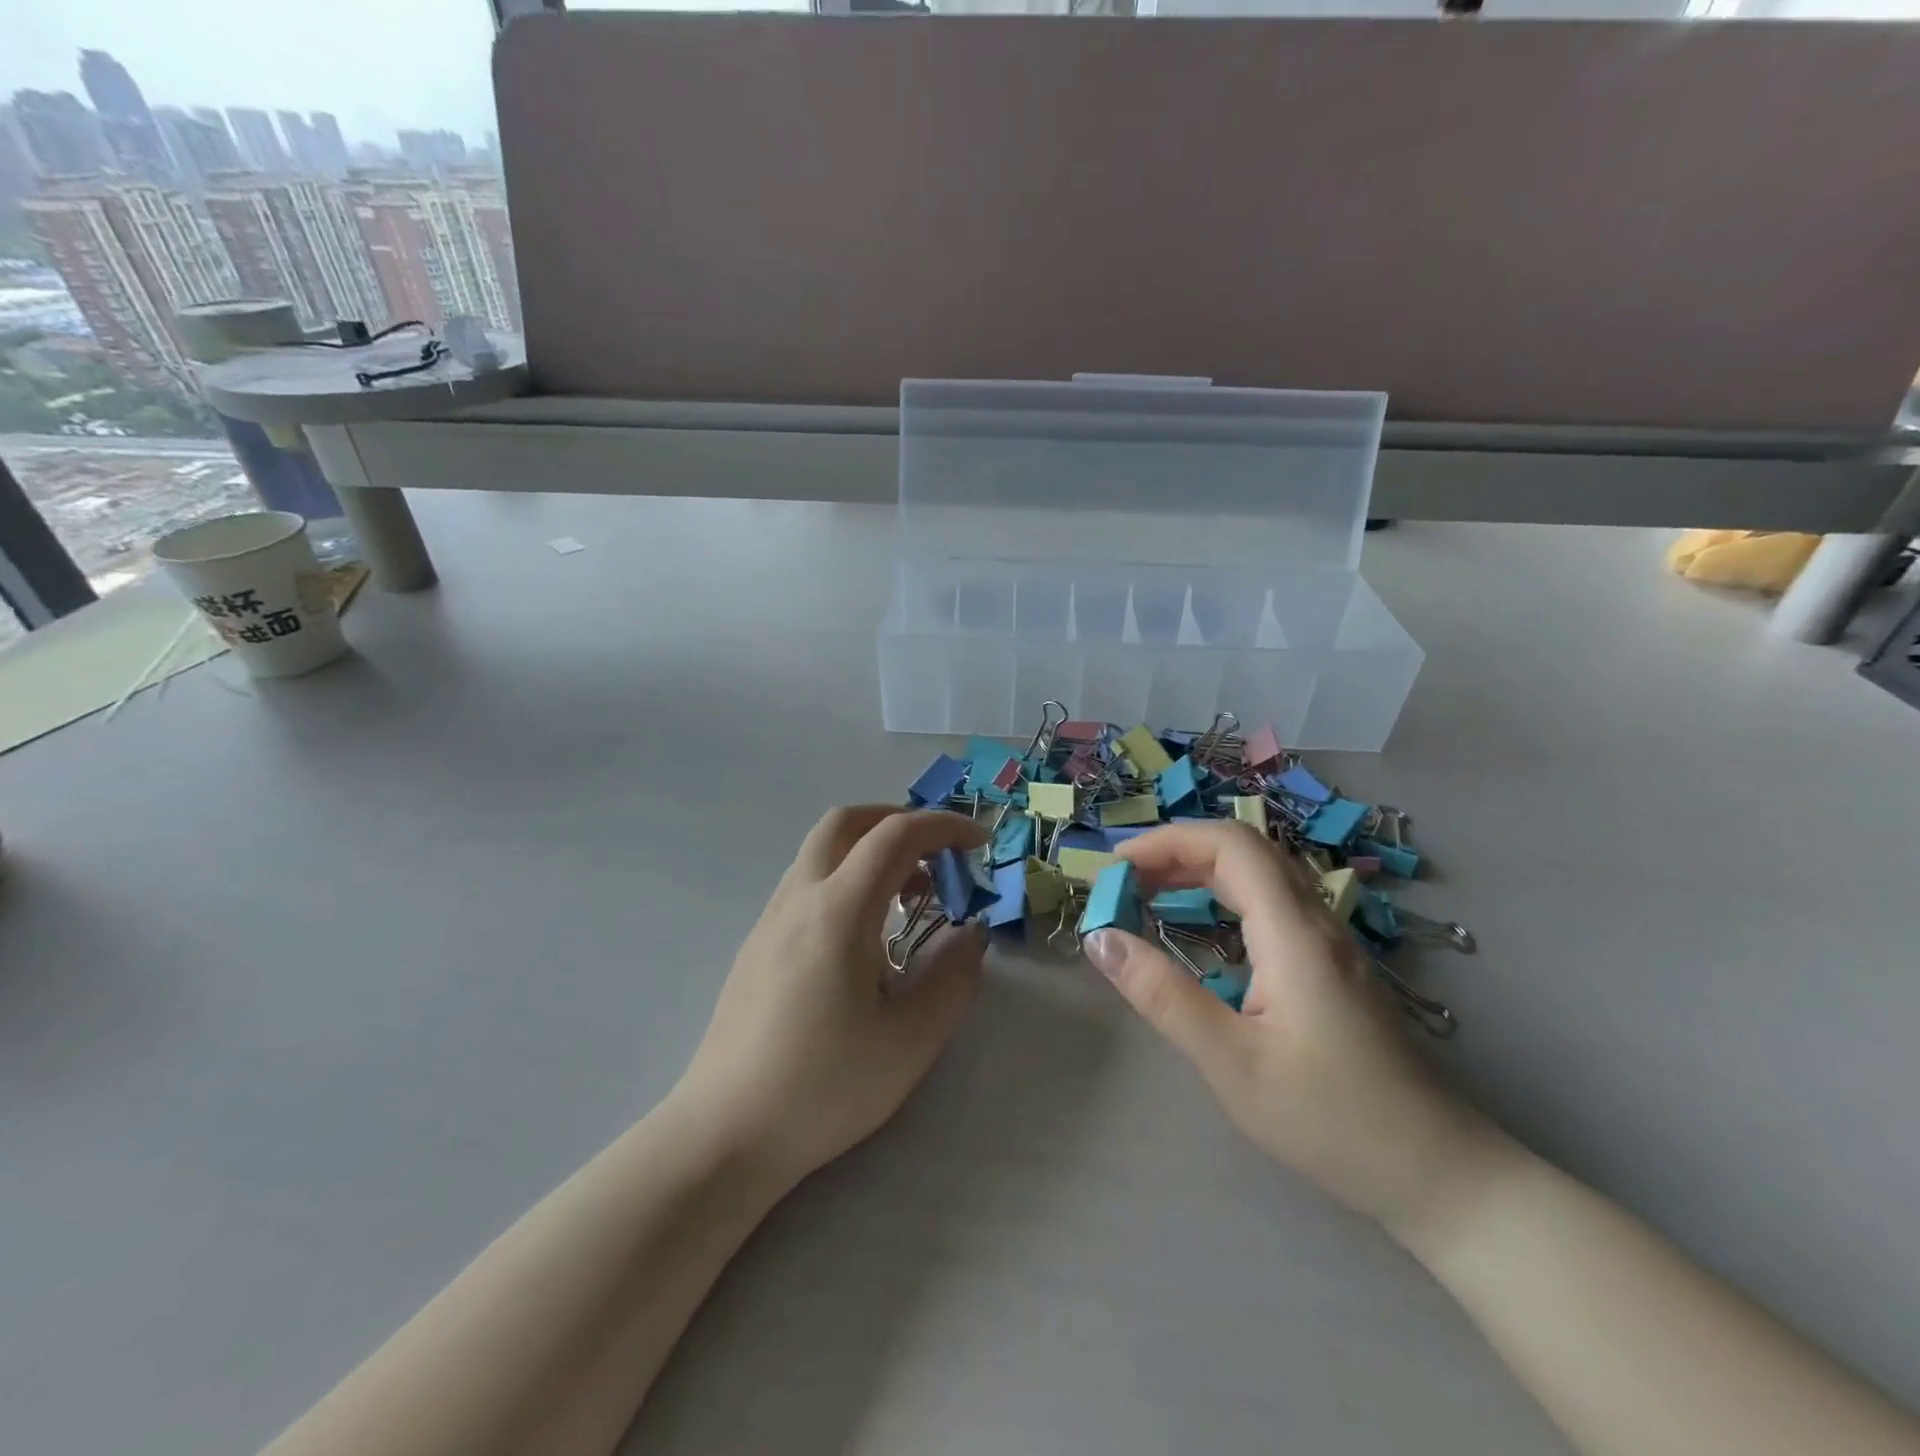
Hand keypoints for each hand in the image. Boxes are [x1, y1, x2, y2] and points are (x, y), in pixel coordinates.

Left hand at [675, 805, 988, 1191]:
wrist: (726, 1134)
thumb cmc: (825, 1087)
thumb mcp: (911, 1040)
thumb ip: (953, 977)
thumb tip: (972, 934)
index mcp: (839, 911)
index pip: (895, 835)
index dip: (943, 826)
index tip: (978, 844)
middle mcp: (799, 899)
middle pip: (845, 822)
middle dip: (897, 820)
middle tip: (936, 854)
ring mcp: (771, 919)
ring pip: (821, 851)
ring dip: (869, 851)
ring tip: (908, 898)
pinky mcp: (757, 944)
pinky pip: (806, 883)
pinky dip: (845, 878)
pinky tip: (864, 934)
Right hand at [1085, 820, 1512, 1245]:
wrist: (1441, 1176)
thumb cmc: (1331, 1121)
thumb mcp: (1231, 1062)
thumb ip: (1162, 995)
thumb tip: (1099, 937)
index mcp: (1293, 934)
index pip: (1229, 845)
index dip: (1166, 842)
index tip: (1114, 869)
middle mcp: (1316, 922)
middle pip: (1244, 850)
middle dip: (1177, 851)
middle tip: (1122, 881)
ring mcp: (1331, 943)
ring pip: (1261, 874)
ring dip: (1200, 870)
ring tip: (1149, 895)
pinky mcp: (1333, 967)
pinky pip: (1272, 903)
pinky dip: (1224, 896)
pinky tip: (1202, 932)